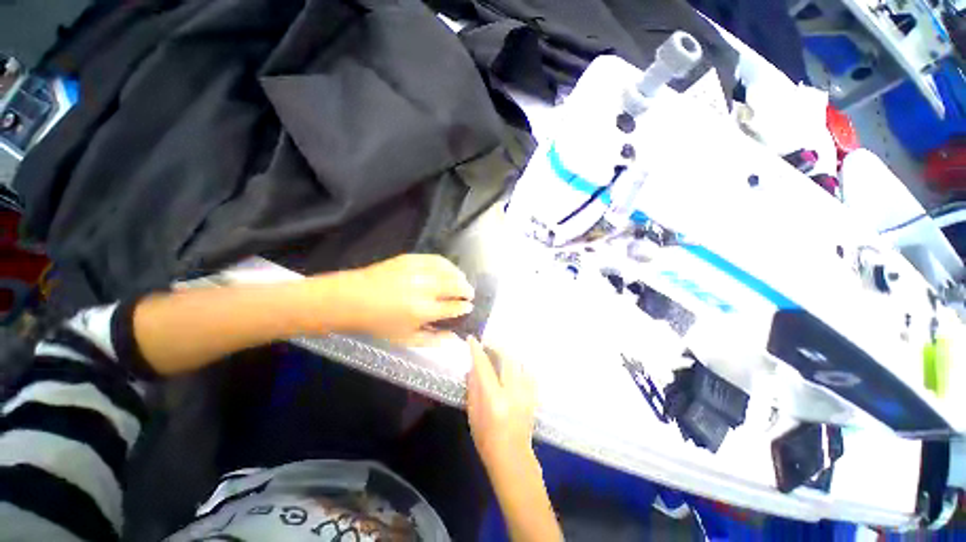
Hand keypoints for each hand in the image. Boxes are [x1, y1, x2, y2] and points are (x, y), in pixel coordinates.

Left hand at [323, 254, 473, 344]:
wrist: (352, 299)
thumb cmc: (379, 323)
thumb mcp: (405, 338)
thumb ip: (432, 340)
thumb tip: (453, 337)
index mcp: (423, 311)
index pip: (453, 306)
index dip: (464, 306)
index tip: (469, 307)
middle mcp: (424, 289)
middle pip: (455, 285)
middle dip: (466, 289)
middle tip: (469, 293)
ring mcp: (417, 271)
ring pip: (448, 270)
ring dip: (460, 276)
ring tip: (462, 281)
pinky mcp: (410, 259)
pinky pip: (436, 259)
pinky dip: (447, 264)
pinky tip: (449, 269)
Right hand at [466, 336, 536, 472]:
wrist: (512, 458)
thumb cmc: (487, 439)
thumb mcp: (473, 414)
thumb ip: (473, 388)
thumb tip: (473, 367)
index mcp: (494, 399)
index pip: (484, 367)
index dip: (477, 351)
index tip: (472, 339)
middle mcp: (513, 392)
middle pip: (508, 358)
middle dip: (498, 346)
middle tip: (489, 342)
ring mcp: (526, 394)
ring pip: (521, 362)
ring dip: (511, 354)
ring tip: (502, 351)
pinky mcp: (534, 396)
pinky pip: (530, 372)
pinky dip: (522, 364)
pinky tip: (516, 364)